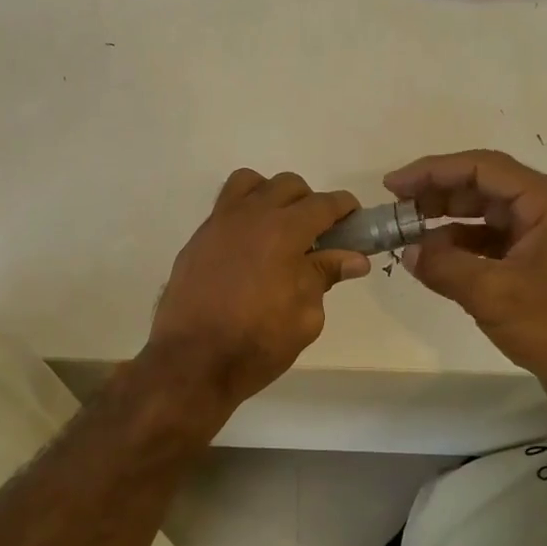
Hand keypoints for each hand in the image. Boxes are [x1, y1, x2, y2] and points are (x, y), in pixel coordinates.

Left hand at [146, 169, 369, 410]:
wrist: (192, 361)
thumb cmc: (257, 343)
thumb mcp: (305, 316)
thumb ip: (325, 277)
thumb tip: (353, 258)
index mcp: (284, 231)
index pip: (323, 203)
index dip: (344, 208)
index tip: (354, 221)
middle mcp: (250, 216)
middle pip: (287, 185)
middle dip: (309, 202)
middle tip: (316, 235)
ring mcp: (218, 224)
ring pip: (249, 184)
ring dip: (271, 197)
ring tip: (277, 231)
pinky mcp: (197, 240)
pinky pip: (224, 209)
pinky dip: (244, 216)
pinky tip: (248, 251)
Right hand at [385, 150, 546, 402]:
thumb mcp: (492, 294)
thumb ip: (444, 266)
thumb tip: (408, 251)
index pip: (481, 168)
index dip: (433, 172)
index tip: (393, 185)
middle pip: (482, 185)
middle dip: (436, 194)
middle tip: (396, 208)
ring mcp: (544, 232)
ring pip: (484, 212)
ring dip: (445, 219)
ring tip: (407, 231)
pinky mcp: (536, 258)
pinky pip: (491, 238)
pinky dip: (461, 243)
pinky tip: (432, 256)